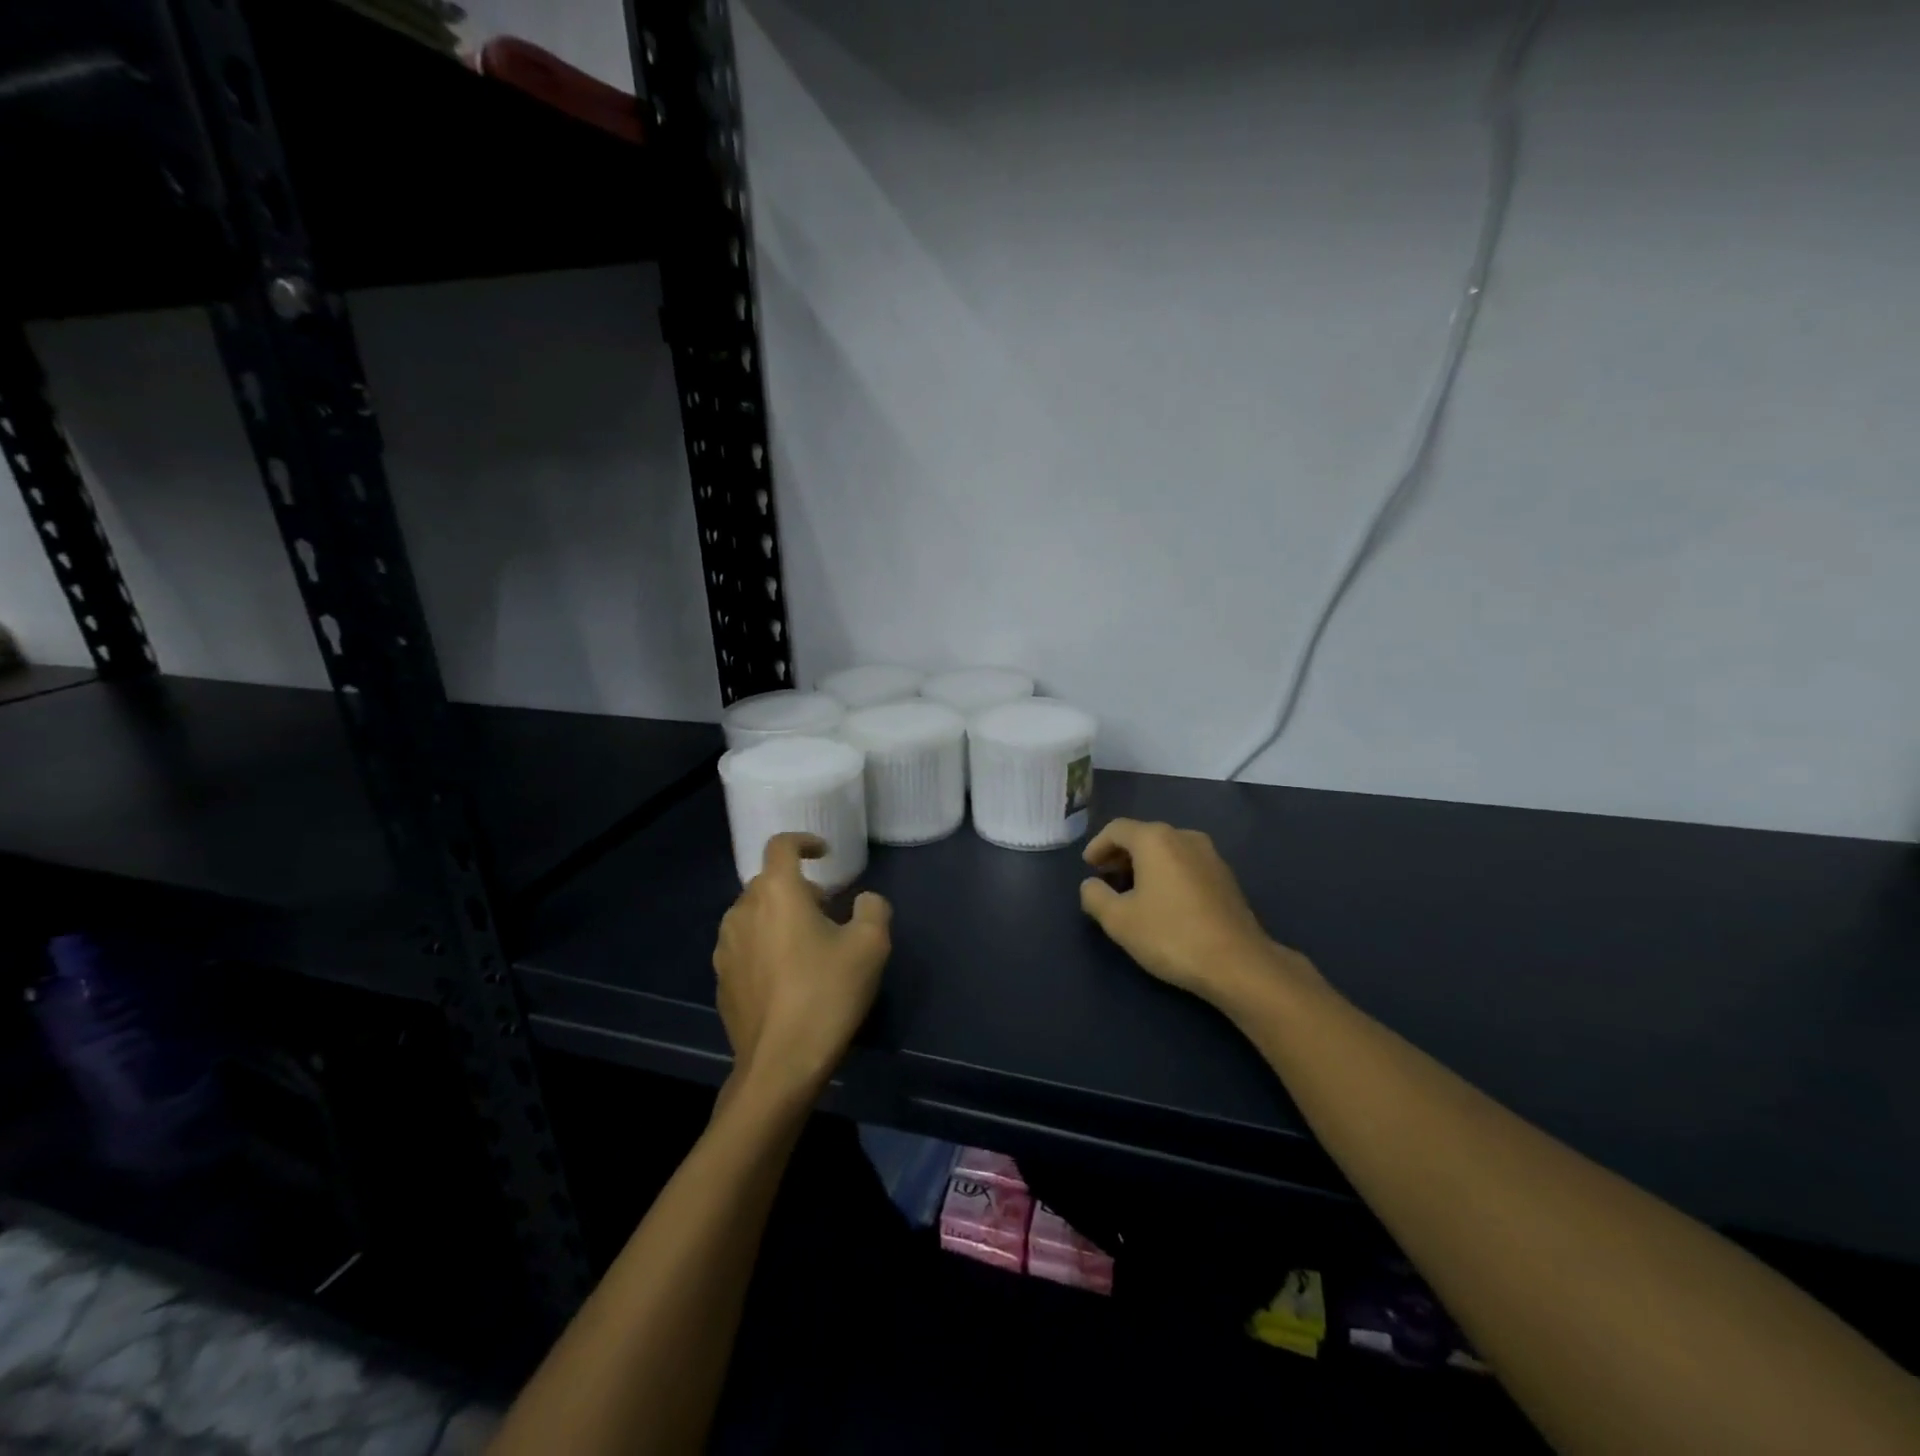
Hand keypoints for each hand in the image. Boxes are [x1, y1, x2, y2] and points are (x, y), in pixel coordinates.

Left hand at [712, 833, 891, 1102]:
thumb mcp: (871, 946)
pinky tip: (787, 977)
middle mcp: (742, 911)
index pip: (781, 845)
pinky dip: (765, 946)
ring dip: (779, 917)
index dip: (804, 841)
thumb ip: (873, 908)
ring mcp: (725, 948)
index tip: (824, 852)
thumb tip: (863, 901)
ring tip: (807, 944)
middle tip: (827, 909)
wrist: (780, 1065)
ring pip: (754, 915)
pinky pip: (745, 947)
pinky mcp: (721, 980)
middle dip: (797, 887)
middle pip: (768, 882)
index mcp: (776, 892)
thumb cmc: (827, 994)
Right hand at [1079, 818, 1317, 1010]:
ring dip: (1145, 864)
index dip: (1097, 845)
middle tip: (1106, 878)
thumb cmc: (1171, 935)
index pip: (1117, 829)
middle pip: (1144, 835)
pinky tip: (1163, 901)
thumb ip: (1095, 896)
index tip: (1088, 867)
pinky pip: (1186, 863)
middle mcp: (1184, 836)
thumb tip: (1090, 885)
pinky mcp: (1226, 877)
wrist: (1238, 963)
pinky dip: (1167, 872)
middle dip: (1120, 854)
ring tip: (1132, 891)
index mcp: (1155, 839)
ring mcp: (1210, 855)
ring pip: (1167, 849)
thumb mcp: (1119, 920)